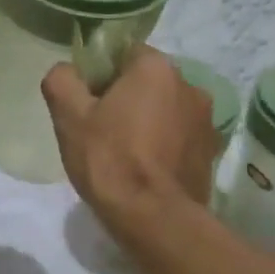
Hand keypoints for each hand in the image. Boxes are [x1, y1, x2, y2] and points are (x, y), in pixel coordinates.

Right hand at [41, 47, 217, 234]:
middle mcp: (189, 84)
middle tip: (102, 131)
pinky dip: (165, 145)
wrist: (156, 219)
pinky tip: (147, 171)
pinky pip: (180, 136)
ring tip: (126, 155)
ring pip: (166, 109)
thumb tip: (67, 71)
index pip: (124, 54)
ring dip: (148, 122)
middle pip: (148, 82)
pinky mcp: (212, 150)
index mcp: (156, 68)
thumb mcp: (69, 117)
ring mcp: (206, 119)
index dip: (101, 75)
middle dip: (126, 98)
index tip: (88, 103)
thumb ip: (62, 81)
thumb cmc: (110, 160)